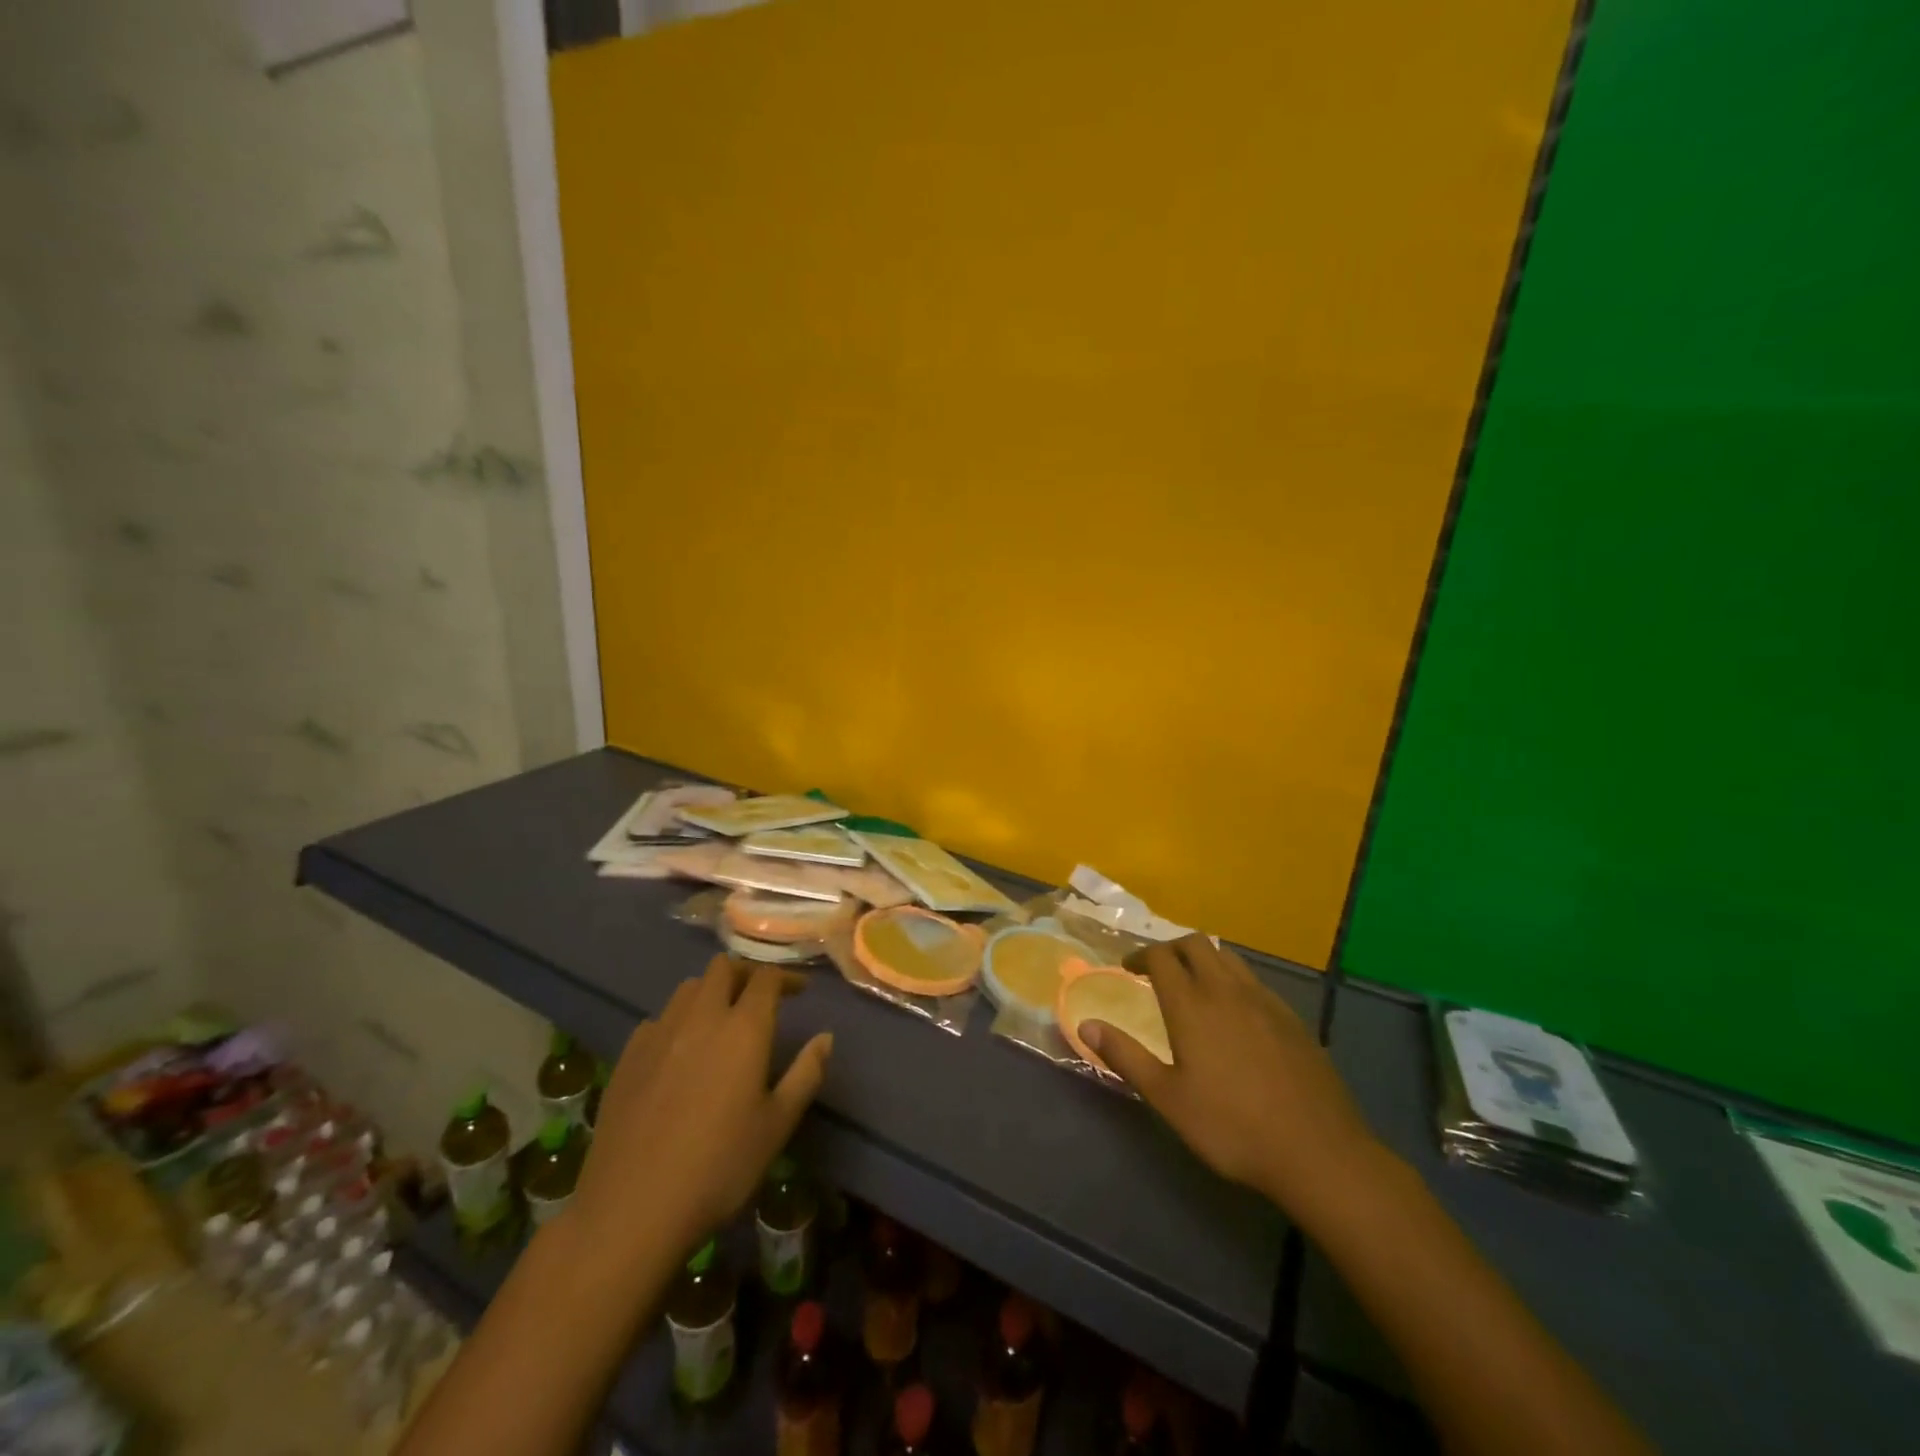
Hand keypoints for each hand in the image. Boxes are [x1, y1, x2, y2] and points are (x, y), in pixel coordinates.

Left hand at [571, 956, 832, 1260]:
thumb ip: (806, 1074)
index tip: (800, 991)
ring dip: (710, 992)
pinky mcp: (627, 1057)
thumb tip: (825, 1037)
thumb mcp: (777, 1126)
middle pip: (723, 968)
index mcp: (743, 1028)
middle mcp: (700, 1017)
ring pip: (687, 988)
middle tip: (760, 999)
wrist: (632, 1209)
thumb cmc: (719, 1168)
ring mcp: (658, 1034)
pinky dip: (677, 1022)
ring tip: (721, 1020)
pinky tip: (680, 1053)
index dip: (787, 977)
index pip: (766, 978)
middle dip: (746, 974)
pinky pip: (658, 1019)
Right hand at [1079, 935, 1380, 1223]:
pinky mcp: (1291, 1018)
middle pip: (1195, 944)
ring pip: (1228, 958)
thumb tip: (1086, 1025)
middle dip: (1170, 948)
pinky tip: (1234, 1014)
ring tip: (1193, 985)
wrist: (1318, 1152)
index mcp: (1192, 1005)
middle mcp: (1226, 990)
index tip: (1128, 968)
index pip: (1160, 957)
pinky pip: (1254, 981)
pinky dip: (1232, 981)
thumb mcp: (1168, 1098)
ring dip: (1203, 959)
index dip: (1139, 955)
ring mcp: (1264, 1001)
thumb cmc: (1232, 1127)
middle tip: (1156, 970)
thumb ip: (1125, 1056)